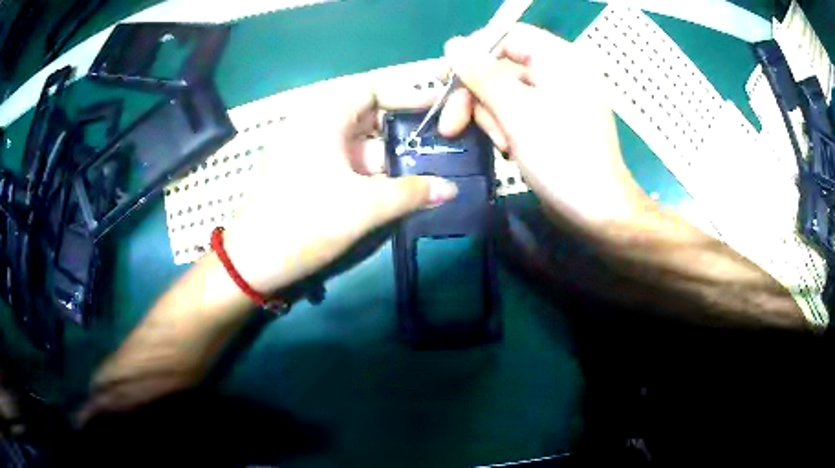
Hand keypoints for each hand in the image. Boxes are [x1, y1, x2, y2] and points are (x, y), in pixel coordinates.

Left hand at [224, 74, 457, 293]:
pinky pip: (341, 160)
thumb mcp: (364, 207)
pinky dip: (365, 170)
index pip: (370, 90)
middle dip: (399, 132)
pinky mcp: (301, 171)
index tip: (436, 108)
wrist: (253, 262)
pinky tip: (388, 188)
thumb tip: (451, 189)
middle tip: (434, 146)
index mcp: (322, 118)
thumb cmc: (305, 223)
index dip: (405, 96)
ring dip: (384, 157)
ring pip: (354, 142)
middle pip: (365, 116)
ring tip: (419, 172)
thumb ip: (411, 193)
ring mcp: (304, 149)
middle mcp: (311, 125)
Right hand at [438, 24, 650, 230]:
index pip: (507, 37)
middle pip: (501, 67)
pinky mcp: (553, 121)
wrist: (595, 210)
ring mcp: (557, 98)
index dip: (474, 54)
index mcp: (560, 59)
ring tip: (503, 145)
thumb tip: (453, 44)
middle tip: (451, 126)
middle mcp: (560, 72)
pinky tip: (509, 149)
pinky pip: (517, 112)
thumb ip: (481, 74)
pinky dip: (506, 128)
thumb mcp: (515, 111)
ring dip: (492, 118)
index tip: (447, 78)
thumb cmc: (560, 156)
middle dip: (478, 97)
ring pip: (504, 93)